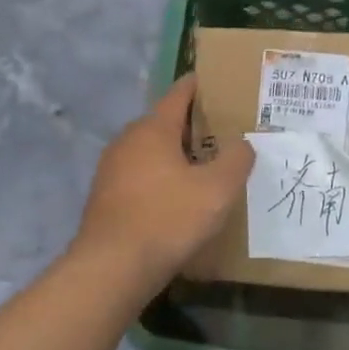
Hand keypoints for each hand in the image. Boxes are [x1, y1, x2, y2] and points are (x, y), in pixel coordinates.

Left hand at [75, 75, 254, 285]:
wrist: (112, 267)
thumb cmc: (168, 219)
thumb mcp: (217, 190)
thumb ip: (236, 160)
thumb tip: (242, 144)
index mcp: (153, 128)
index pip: (179, 94)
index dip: (199, 86)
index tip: (218, 82)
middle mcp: (127, 141)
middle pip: (165, 123)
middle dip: (193, 126)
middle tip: (224, 133)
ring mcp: (111, 169)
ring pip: (151, 152)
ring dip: (176, 156)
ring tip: (206, 168)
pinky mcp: (106, 197)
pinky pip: (140, 177)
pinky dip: (161, 179)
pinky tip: (178, 200)